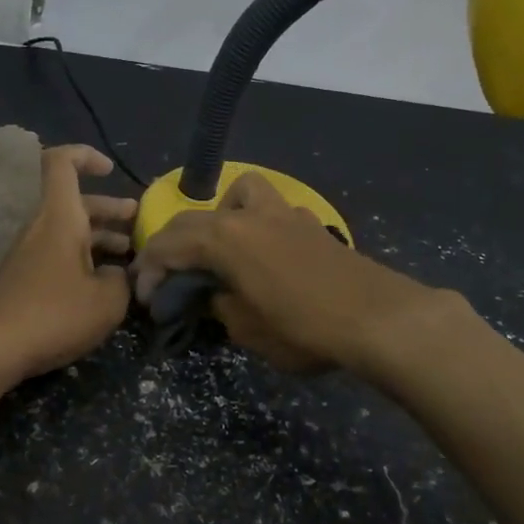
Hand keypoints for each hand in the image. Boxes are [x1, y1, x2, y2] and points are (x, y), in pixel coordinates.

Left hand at [0, 144, 136, 380]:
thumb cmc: (55, 314)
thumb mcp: (107, 301)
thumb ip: (123, 280)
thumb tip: (120, 275)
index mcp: (60, 217)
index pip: (61, 162)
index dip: (86, 156)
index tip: (110, 171)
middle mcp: (41, 227)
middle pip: (74, 202)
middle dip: (109, 208)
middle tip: (137, 221)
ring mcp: (27, 253)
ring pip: (67, 230)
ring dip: (98, 236)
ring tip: (128, 256)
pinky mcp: (22, 278)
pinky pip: (56, 254)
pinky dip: (81, 258)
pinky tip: (101, 284)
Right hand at [131, 172, 445, 374]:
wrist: (378, 318)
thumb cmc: (304, 327)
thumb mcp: (247, 329)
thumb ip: (220, 306)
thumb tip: (213, 295)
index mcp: (224, 237)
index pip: (169, 244)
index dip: (149, 269)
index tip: (144, 297)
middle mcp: (249, 214)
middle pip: (195, 218)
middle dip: (172, 245)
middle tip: (165, 277)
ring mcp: (284, 213)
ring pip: (239, 194)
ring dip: (219, 217)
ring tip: (220, 250)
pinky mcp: (310, 224)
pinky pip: (270, 212)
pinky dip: (255, 226)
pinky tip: (264, 257)